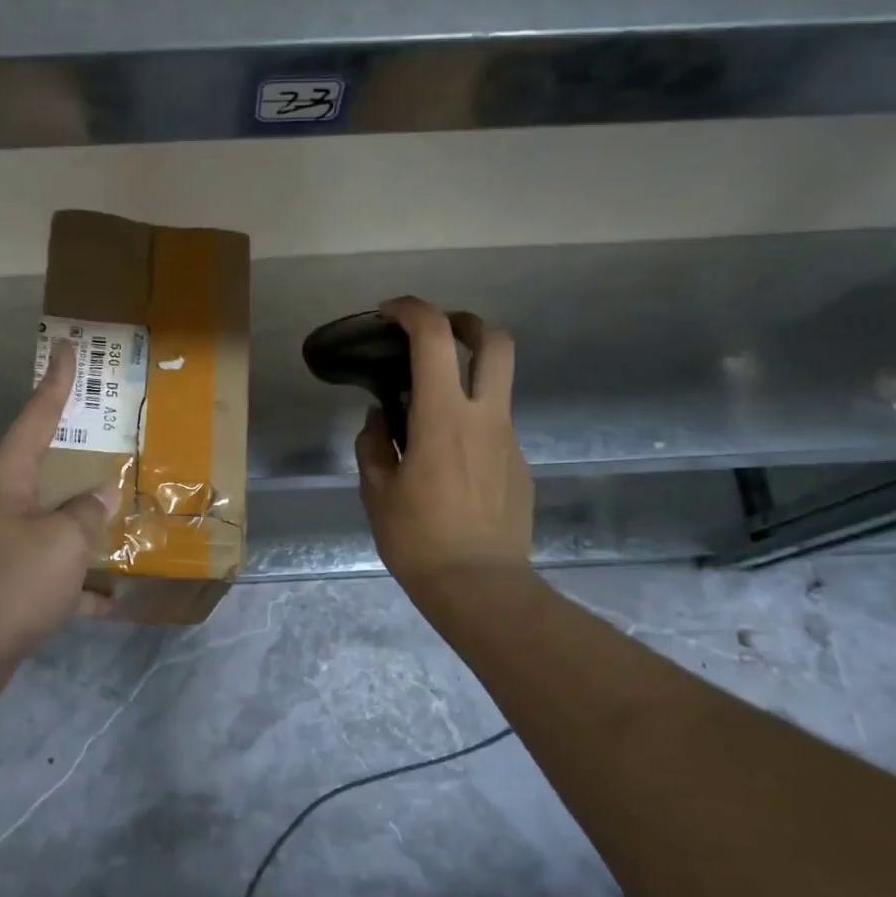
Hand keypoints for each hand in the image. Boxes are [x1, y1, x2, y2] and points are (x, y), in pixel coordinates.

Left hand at [0, 342, 120, 715]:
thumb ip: (88, 513)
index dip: (56, 382)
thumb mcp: (63, 541)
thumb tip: (102, 494)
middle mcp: (1, 504)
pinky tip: (116, 597)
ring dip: (88, 525)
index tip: (66, 347)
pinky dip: (80, 584)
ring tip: (131, 516)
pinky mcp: (7, 586)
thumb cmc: (8, 581)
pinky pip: (53, 573)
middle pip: (48, 469)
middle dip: (82, 457)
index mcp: (8, 478)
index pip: (37, 416)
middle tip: (117, 435)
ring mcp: (2, 546)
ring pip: (55, 523)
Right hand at [356, 297, 534, 617]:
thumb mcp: (377, 493)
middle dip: (466, 322)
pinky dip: (472, 424)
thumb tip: (380, 419)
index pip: (434, 337)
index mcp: (443, 417)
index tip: (389, 313)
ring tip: (431, 412)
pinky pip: (495, 428)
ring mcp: (509, 440)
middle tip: (437, 334)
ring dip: (468, 377)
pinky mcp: (520, 465)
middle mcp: (485, 416)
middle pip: (495, 340)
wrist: (481, 587)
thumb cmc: (419, 539)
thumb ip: (374, 445)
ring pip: (498, 385)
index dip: (412, 310)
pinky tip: (449, 463)